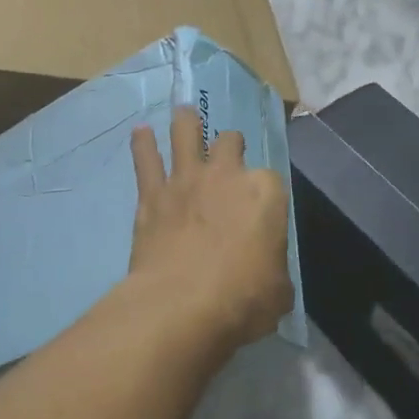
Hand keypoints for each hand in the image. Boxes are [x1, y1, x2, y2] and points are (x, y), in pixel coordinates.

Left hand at [128, 107, 293, 354]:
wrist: (181, 305)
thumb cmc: (242, 299)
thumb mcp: (278, 290)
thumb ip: (274, 270)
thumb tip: (267, 274)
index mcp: (265, 193)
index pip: (270, 180)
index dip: (264, 195)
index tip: (260, 211)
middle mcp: (227, 174)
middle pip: (230, 143)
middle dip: (231, 146)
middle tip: (228, 154)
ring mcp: (187, 179)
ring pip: (187, 133)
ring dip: (187, 122)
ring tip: (185, 114)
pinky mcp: (153, 194)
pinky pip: (146, 159)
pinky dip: (143, 144)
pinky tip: (140, 132)